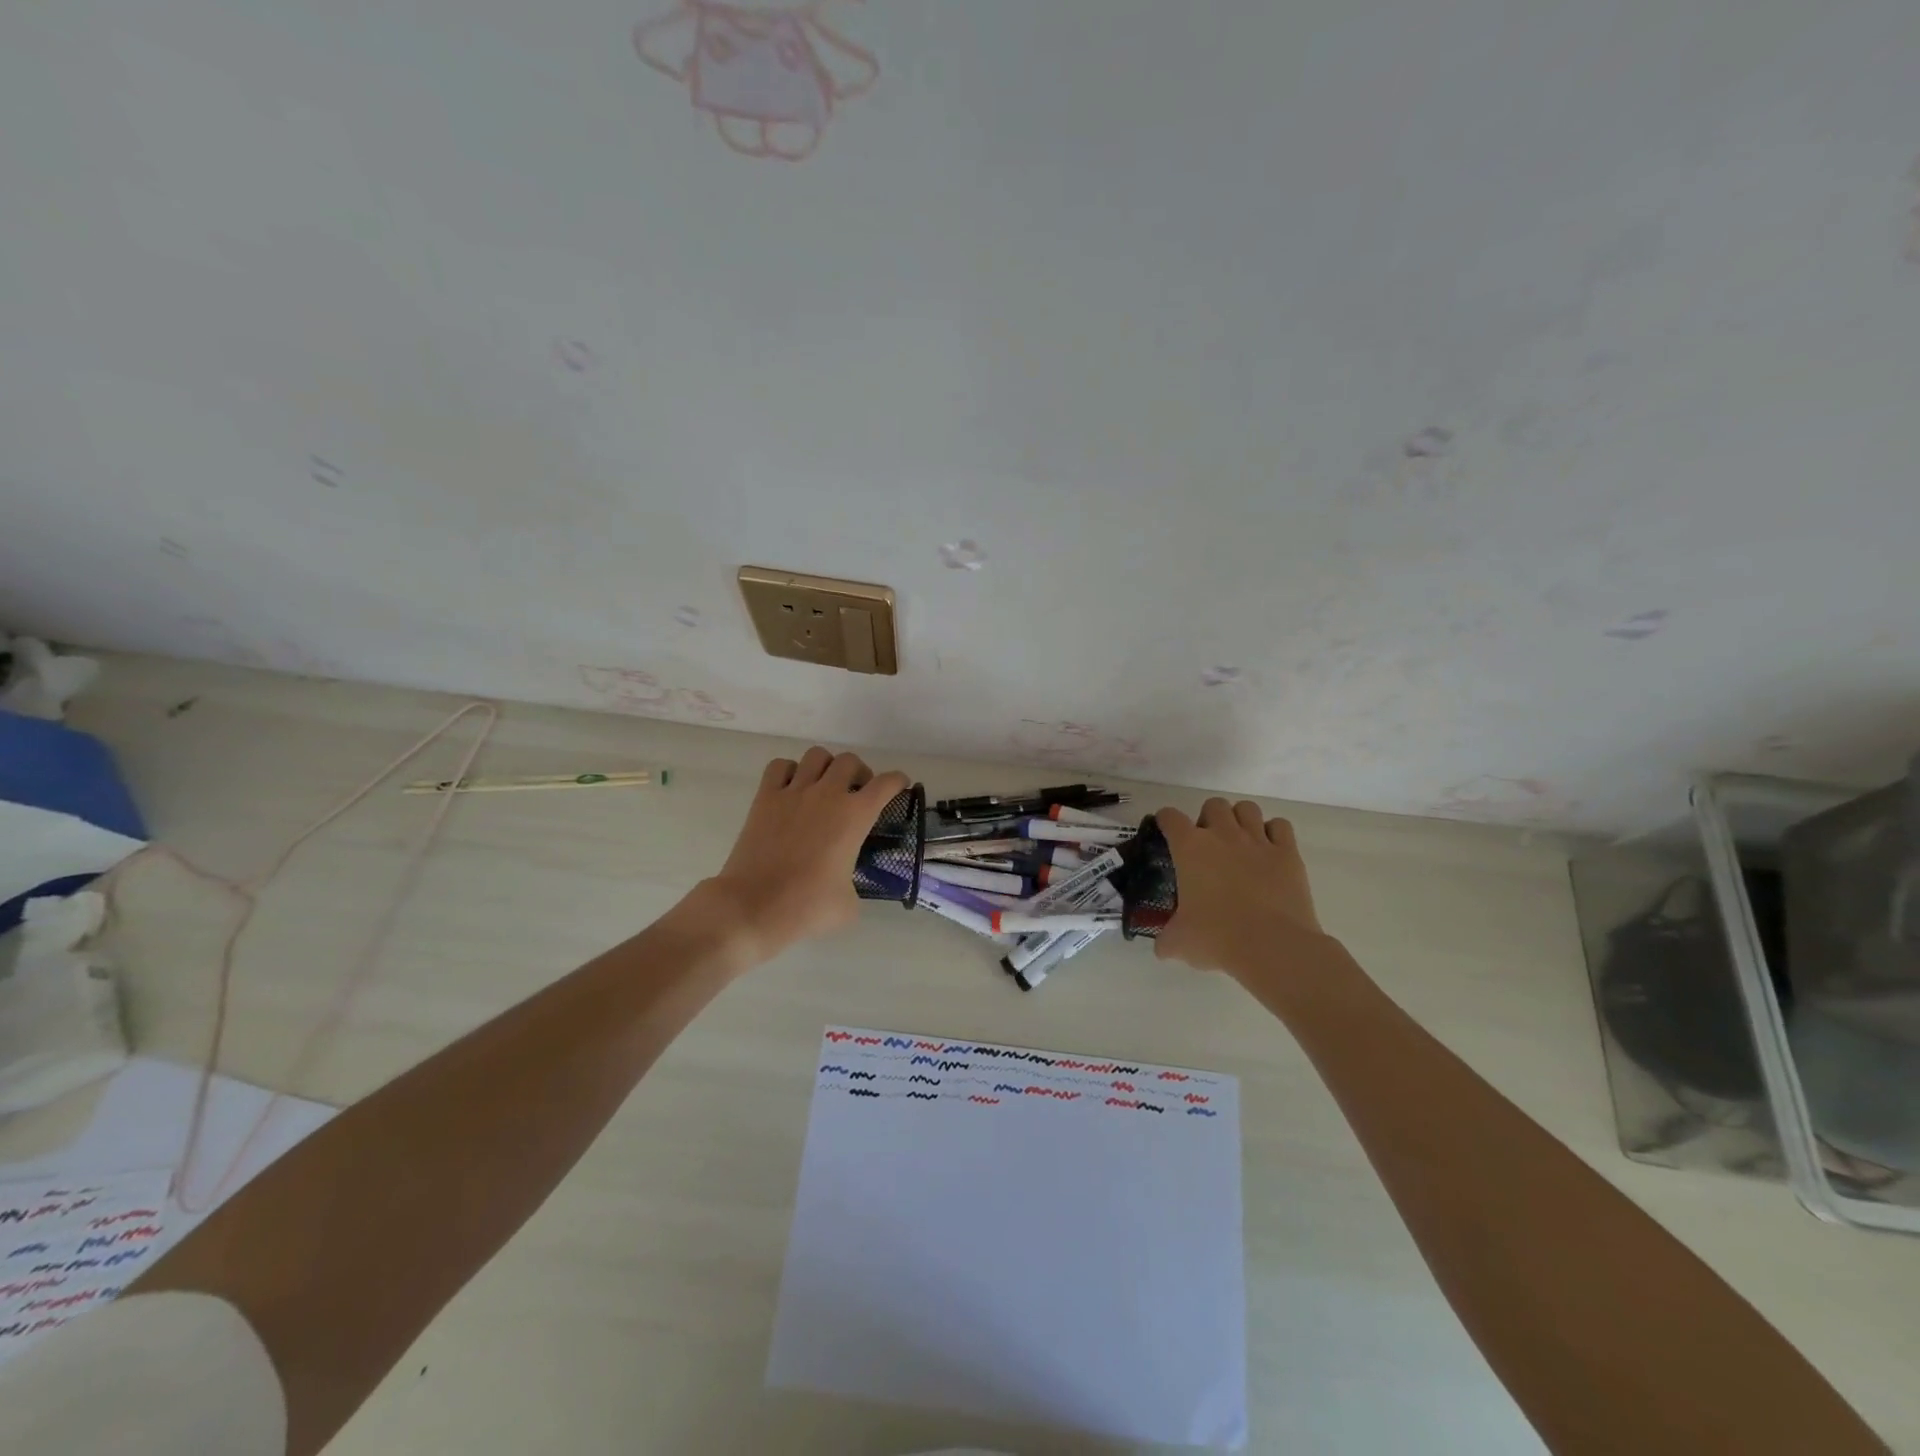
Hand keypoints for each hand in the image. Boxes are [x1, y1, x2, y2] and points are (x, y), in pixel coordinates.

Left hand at [693, 748, 910, 966]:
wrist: (754, 906)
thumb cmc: (807, 907)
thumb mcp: (848, 905)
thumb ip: (855, 886)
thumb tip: (846, 886)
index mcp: (855, 816)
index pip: (886, 784)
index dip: (897, 781)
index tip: (898, 786)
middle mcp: (827, 794)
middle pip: (849, 761)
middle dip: (859, 773)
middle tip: (856, 793)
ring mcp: (793, 792)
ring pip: (816, 756)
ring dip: (826, 767)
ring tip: (824, 787)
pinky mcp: (765, 798)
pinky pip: (780, 766)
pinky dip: (790, 771)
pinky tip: (791, 790)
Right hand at [1153, 798, 1324, 973]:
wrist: (1272, 946)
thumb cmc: (1217, 938)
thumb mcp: (1179, 943)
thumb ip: (1166, 940)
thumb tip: (1162, 948)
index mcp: (1190, 848)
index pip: (1170, 816)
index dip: (1166, 820)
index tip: (1166, 831)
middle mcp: (1223, 835)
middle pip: (1213, 804)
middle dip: (1208, 818)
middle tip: (1208, 844)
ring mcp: (1258, 841)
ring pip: (1247, 808)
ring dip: (1240, 820)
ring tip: (1239, 842)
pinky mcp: (1288, 853)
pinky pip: (1280, 826)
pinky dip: (1273, 832)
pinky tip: (1268, 851)